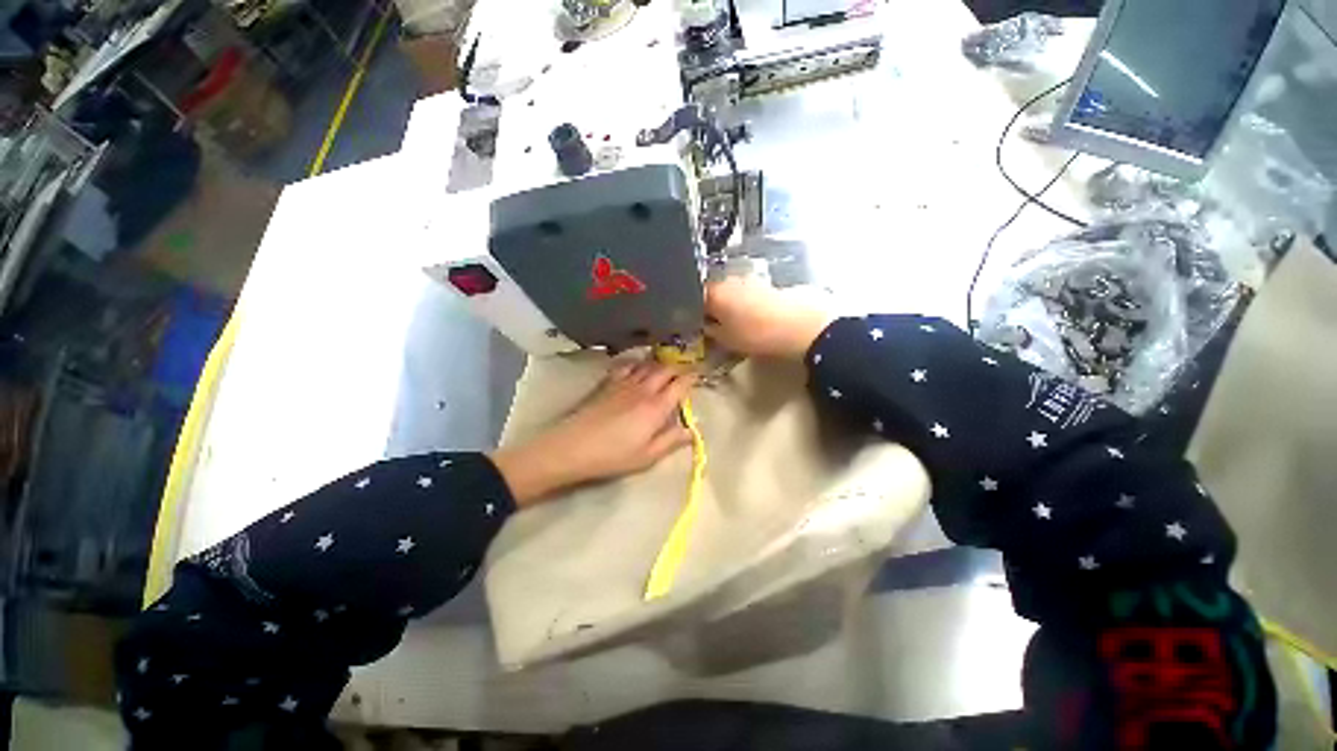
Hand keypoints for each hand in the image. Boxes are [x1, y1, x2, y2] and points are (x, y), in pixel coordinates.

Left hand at [491, 361, 694, 506]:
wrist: (572, 447)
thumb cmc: (612, 456)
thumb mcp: (647, 456)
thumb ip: (671, 441)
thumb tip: (693, 431)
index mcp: (656, 407)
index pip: (680, 384)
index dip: (692, 377)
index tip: (700, 374)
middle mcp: (643, 389)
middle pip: (665, 369)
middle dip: (678, 367)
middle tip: (684, 371)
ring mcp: (624, 383)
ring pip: (647, 364)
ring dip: (659, 363)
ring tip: (665, 366)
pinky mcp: (607, 383)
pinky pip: (627, 365)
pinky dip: (637, 363)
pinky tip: (637, 367)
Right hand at [705, 277, 834, 358]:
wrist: (798, 324)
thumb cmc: (756, 334)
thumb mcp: (726, 339)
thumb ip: (709, 330)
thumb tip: (702, 325)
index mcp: (713, 292)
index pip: (692, 298)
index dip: (691, 312)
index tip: (693, 324)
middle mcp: (727, 279)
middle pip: (710, 292)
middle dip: (709, 306)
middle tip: (711, 324)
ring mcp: (747, 278)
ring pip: (728, 291)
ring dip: (726, 303)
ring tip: (731, 322)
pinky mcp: (763, 282)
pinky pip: (743, 292)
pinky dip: (741, 302)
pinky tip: (748, 316)